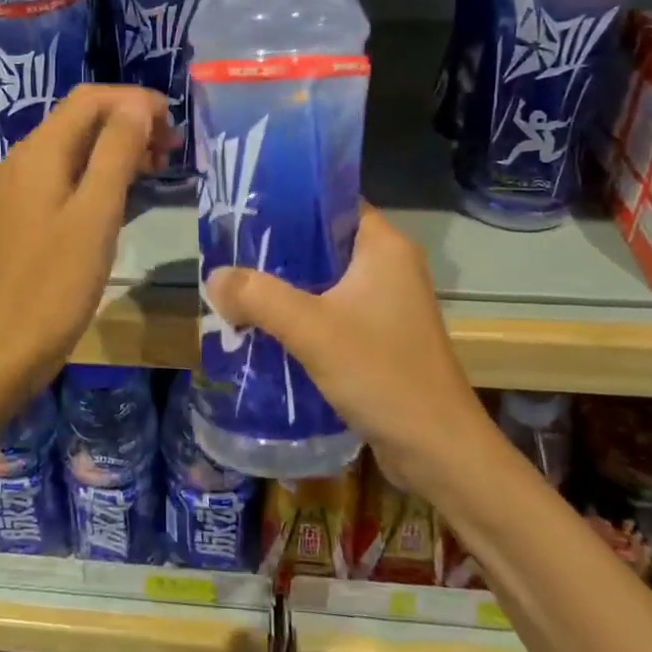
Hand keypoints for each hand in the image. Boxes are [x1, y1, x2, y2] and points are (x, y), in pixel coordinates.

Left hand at [0, 85, 176, 407]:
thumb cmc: (54, 286)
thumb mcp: (96, 215)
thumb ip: (116, 153)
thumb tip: (137, 106)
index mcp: (38, 153)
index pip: (90, 99)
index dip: (136, 101)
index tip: (175, 127)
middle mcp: (21, 161)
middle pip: (80, 121)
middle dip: (129, 124)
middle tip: (173, 152)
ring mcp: (16, 191)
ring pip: (72, 151)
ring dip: (116, 151)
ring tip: (157, 172)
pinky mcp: (19, 218)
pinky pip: (62, 179)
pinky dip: (96, 177)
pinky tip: (122, 200)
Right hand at [204, 203, 496, 490]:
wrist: (437, 450)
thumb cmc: (381, 374)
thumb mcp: (311, 329)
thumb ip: (258, 296)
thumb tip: (213, 278)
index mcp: (384, 247)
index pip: (333, 202)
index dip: (289, 201)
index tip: (244, 209)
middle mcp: (389, 267)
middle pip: (323, 242)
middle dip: (277, 249)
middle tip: (229, 251)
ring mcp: (387, 304)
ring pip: (325, 280)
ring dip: (285, 286)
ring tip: (236, 286)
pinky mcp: (380, 337)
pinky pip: (331, 311)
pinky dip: (300, 315)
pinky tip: (263, 326)